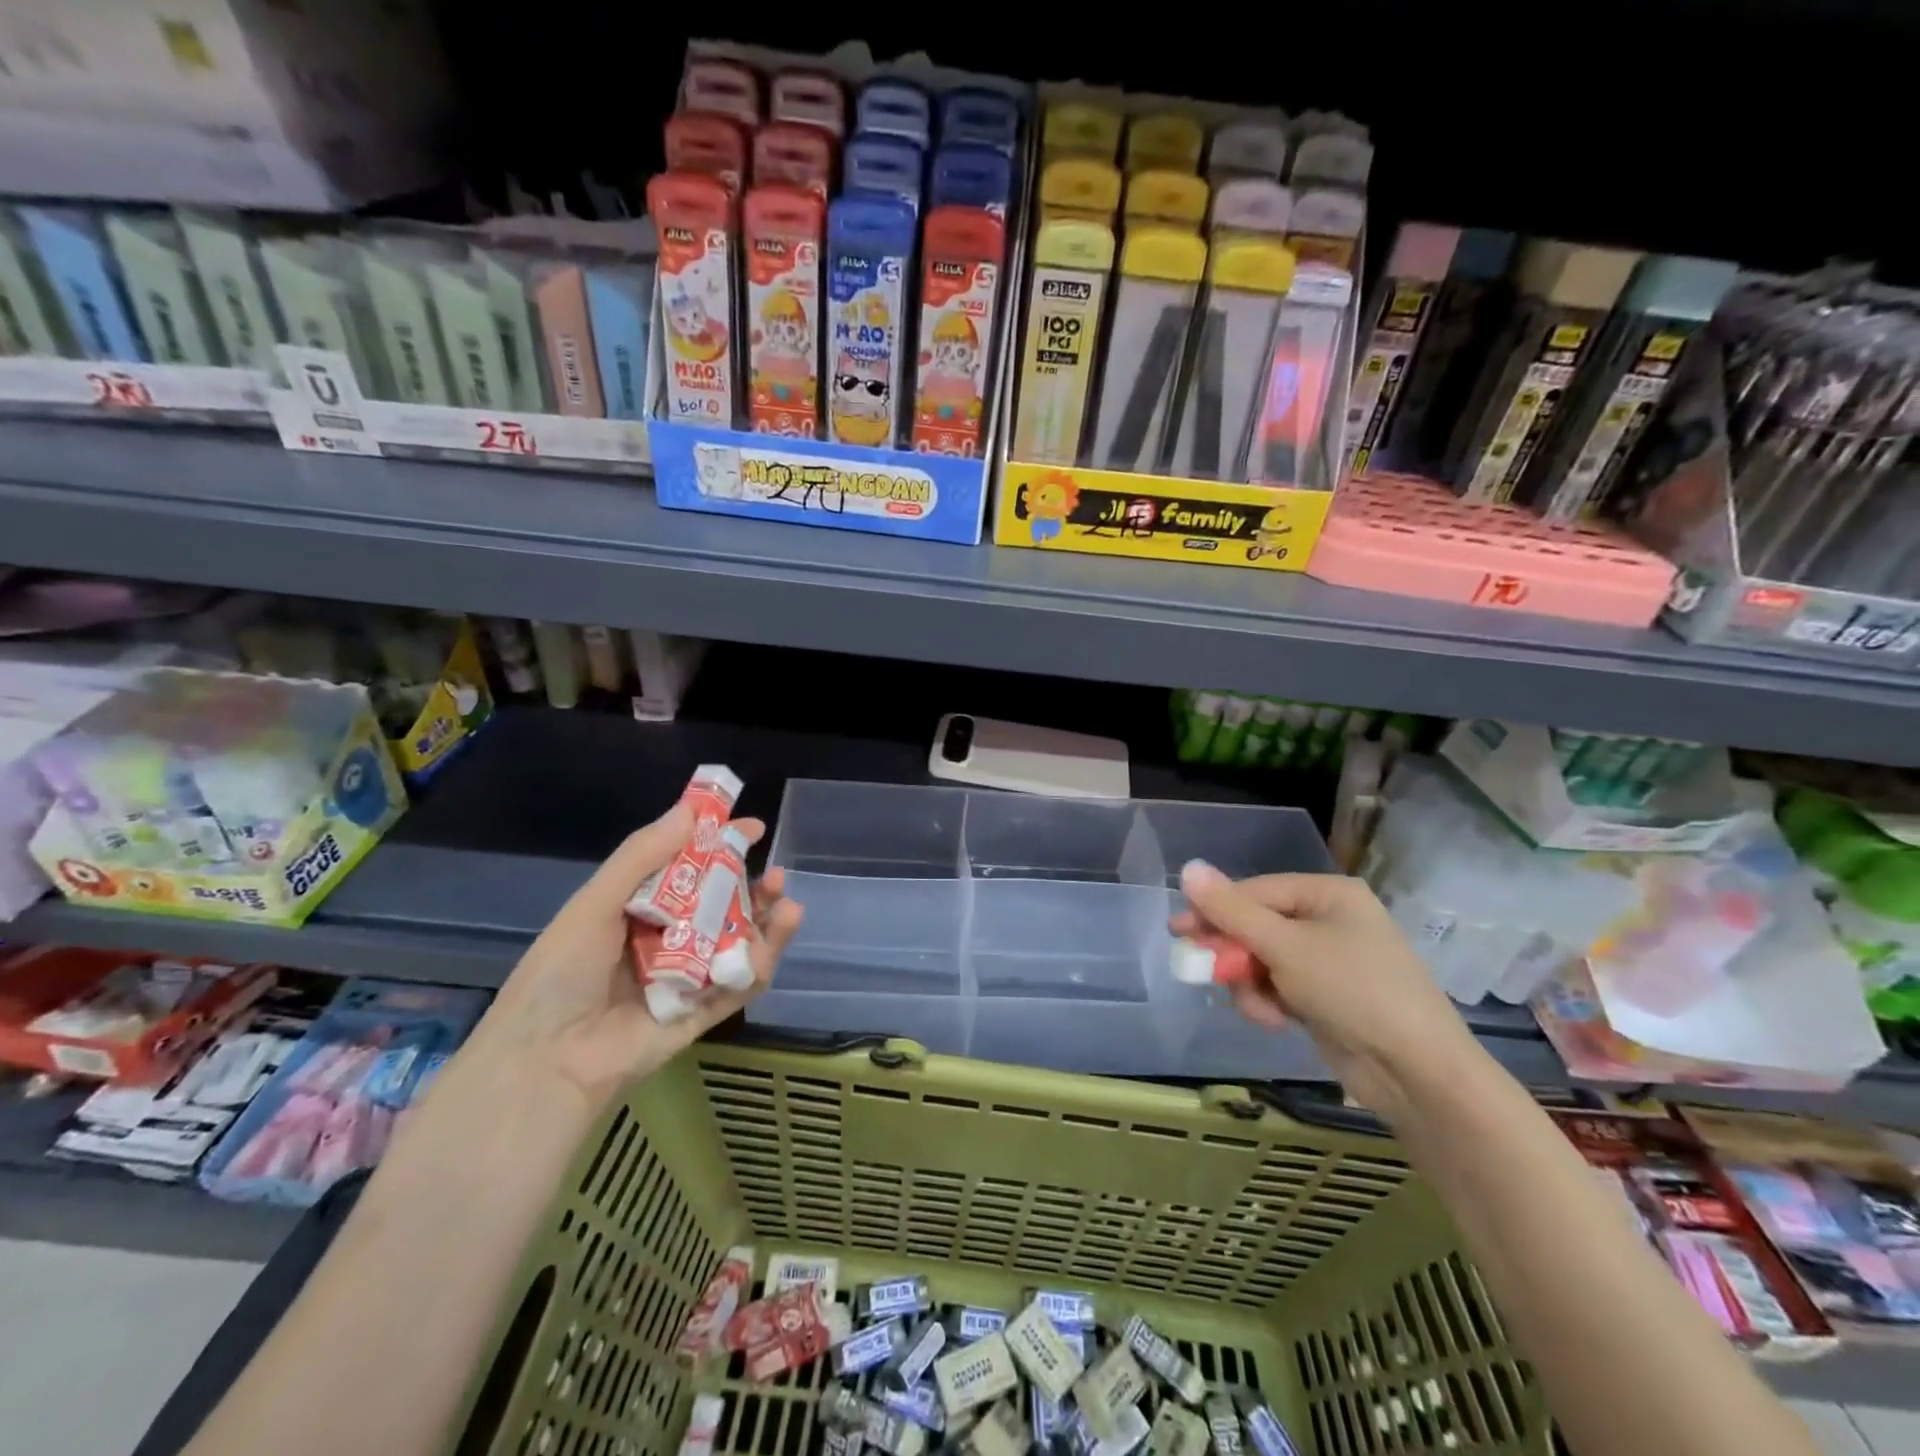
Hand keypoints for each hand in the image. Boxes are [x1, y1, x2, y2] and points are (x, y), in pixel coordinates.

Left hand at [464, 803, 803, 1107]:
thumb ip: (643, 856)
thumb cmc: (562, 973)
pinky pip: (739, 984)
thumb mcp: (595, 904)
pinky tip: (780, 932)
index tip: (751, 828)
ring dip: (766, 921)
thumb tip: (690, 808)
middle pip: (719, 907)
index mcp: (636, 911)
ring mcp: (686, 978)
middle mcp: (665, 940)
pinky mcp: (702, 1013)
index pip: (686, 871)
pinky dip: (762, 960)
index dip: (718, 847)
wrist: (547, 1062)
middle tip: (776, 873)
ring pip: (737, 943)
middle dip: (751, 887)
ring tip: (787, 902)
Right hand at [1174, 862, 1480, 1118]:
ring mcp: (1329, 961)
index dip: (1214, 910)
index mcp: (1327, 894)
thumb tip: (1188, 867)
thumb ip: (1231, 910)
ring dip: (1250, 984)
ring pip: (1263, 960)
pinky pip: (1279, 987)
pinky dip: (1269, 1002)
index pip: (1255, 891)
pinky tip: (1275, 1022)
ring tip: (1260, 1008)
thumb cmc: (1353, 991)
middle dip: (1234, 954)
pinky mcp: (1326, 997)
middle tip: (1200, 971)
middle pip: (1257, 926)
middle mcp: (1328, 920)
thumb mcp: (1285, 947)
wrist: (1418, 1073)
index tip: (1177, 931)